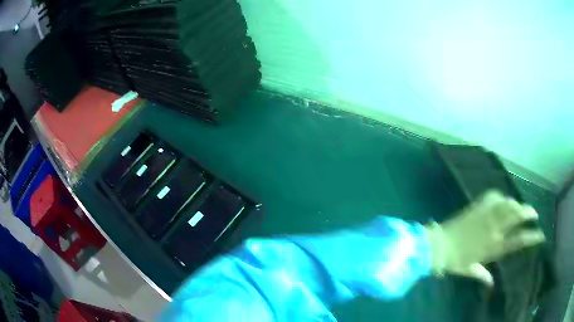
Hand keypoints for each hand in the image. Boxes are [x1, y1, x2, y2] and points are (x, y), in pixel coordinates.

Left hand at [425, 190, 545, 285]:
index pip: (519, 241)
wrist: (439, 246)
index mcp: (495, 247)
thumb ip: (483, 275)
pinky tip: (502, 199)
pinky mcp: (479, 205)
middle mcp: (495, 230)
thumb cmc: (455, 261)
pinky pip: (495, 197)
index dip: (532, 237)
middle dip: (529, 212)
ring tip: (519, 206)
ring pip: (509, 203)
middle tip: (533, 213)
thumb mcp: (471, 270)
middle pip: (518, 216)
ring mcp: (488, 215)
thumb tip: (491, 283)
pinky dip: (500, 198)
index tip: (541, 235)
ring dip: (517, 203)